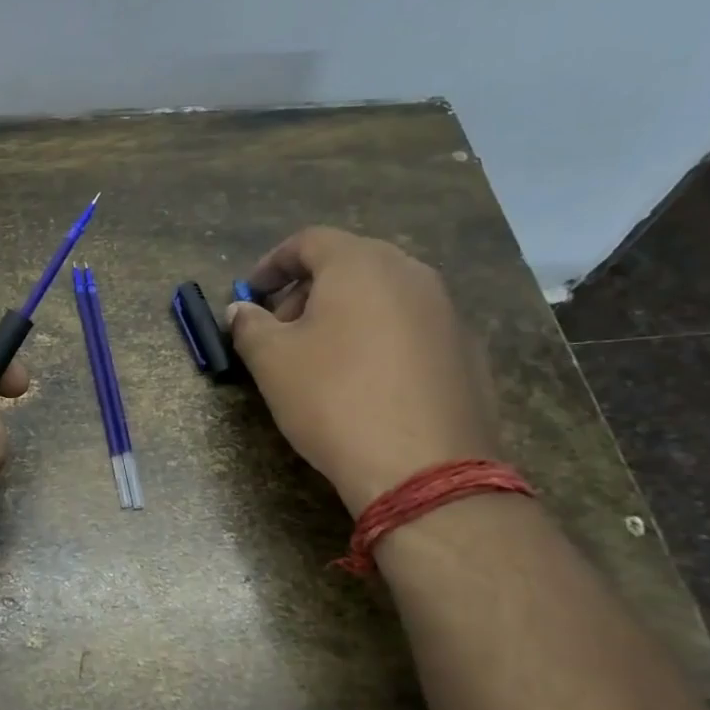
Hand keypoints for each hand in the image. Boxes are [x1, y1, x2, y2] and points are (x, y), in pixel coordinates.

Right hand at [228, 227, 499, 514]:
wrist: (423, 468)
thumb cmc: (334, 400)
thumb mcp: (272, 362)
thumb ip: (249, 326)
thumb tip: (241, 311)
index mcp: (361, 264)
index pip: (309, 241)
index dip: (272, 263)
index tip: (251, 293)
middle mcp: (411, 273)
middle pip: (351, 263)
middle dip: (308, 290)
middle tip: (282, 328)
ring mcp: (447, 311)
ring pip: (385, 295)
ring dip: (346, 313)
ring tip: (322, 357)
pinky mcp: (468, 350)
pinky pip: (412, 328)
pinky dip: (381, 338)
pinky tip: (367, 381)